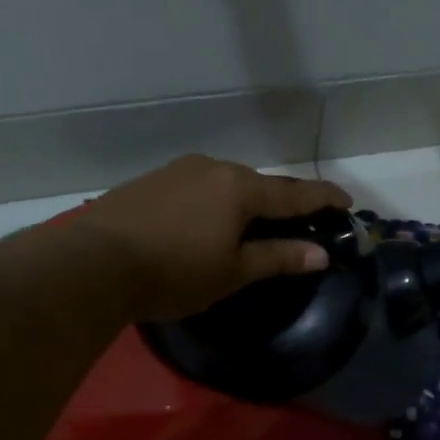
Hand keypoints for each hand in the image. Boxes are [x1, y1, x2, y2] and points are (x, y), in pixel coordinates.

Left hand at [71, 155, 353, 321]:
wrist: (93, 262)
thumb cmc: (174, 271)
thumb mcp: (233, 271)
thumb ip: (278, 258)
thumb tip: (320, 253)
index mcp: (240, 188)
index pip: (294, 194)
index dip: (323, 199)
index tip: (346, 201)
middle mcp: (213, 168)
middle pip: (259, 185)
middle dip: (281, 202)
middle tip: (296, 222)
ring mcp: (178, 171)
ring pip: (225, 184)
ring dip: (243, 202)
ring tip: (247, 227)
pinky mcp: (150, 182)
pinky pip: (197, 188)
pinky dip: (212, 204)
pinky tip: (202, 224)